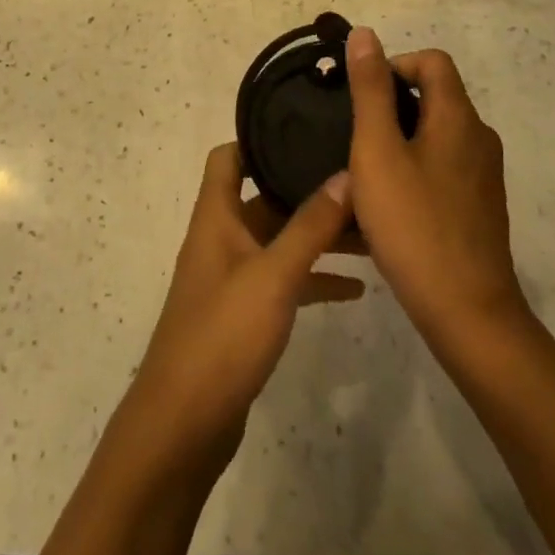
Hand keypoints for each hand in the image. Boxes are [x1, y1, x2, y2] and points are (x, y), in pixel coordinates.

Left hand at [117, 144, 360, 480]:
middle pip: (265, 198)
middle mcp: (222, 237)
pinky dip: (314, 277)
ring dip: (317, 236)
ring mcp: (233, 276)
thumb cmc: (223, 336)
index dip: (259, 138)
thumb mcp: (273, 275)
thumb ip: (310, 226)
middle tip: (357, 180)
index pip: (229, 156)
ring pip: (279, 240)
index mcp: (216, 215)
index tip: (304, 129)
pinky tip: (356, 288)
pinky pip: (284, 280)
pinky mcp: (244, 314)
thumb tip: (346, 173)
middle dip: (307, 190)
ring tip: (371, 232)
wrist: (184, 426)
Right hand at [345, 29, 530, 357]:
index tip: (362, 98)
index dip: (394, 65)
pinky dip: (415, 171)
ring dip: (401, 142)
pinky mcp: (481, 209)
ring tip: (366, 174)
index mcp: (458, 117)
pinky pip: (443, 169)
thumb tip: (365, 34)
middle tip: (355, 138)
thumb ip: (370, 90)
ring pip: (436, 136)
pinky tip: (390, 208)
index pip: (432, 61)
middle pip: (435, 97)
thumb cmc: (414, 224)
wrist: (468, 315)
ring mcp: (484, 177)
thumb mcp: (377, 151)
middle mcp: (479, 138)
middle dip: (392, 106)